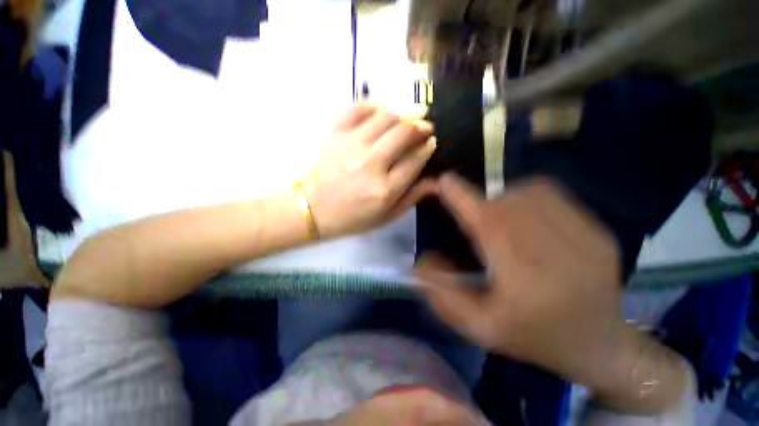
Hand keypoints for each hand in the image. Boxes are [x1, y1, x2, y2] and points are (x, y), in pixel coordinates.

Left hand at [305, 104, 437, 238]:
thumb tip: (435, 181)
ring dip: (403, 114)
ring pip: (386, 117)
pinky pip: (357, 109)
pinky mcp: (335, 134)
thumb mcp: (385, 217)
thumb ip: (411, 198)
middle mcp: (371, 164)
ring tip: (408, 117)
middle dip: (420, 126)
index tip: (431, 142)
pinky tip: (381, 110)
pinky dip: (372, 105)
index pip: (415, 160)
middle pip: (404, 133)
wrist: (310, 209)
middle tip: (425, 126)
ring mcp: (351, 145)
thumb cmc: (350, 218)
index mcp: (385, 189)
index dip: (427, 147)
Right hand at [416, 173, 622, 386]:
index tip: (442, 181)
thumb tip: (420, 262)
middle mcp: (557, 251)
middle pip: (505, 203)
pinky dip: (528, 196)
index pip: (487, 222)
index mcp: (524, 279)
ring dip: (503, 198)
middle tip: (472, 216)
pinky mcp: (598, 230)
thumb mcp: (480, 328)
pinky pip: (553, 195)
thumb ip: (443, 295)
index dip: (461, 197)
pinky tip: (525, 218)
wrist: (601, 345)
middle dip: (480, 202)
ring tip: (498, 219)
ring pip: (530, 193)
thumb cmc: (535, 338)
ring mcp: (585, 236)